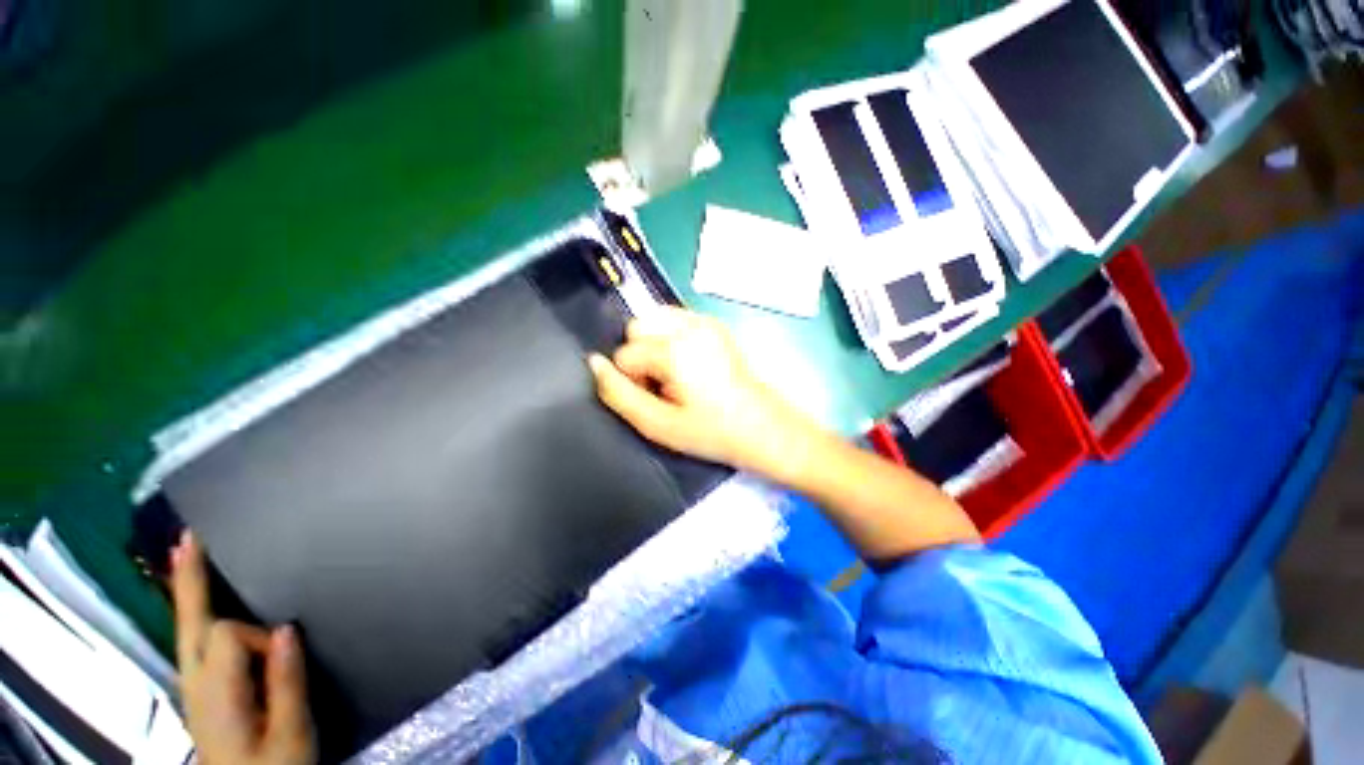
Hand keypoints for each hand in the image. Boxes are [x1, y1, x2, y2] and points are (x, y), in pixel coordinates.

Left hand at [171, 532, 315, 764]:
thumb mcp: (291, 732)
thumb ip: (286, 682)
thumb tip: (285, 630)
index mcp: (216, 693)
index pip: (227, 636)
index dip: (258, 636)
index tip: (287, 653)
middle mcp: (194, 684)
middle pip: (188, 623)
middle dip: (188, 580)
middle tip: (188, 538)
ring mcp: (192, 689)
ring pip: (185, 631)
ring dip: (188, 592)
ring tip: (186, 554)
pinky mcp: (199, 692)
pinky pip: (191, 644)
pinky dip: (192, 615)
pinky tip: (197, 603)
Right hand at [588, 307, 824, 478]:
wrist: (764, 428)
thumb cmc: (712, 432)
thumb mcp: (658, 425)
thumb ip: (618, 394)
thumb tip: (594, 363)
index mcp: (674, 349)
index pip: (624, 353)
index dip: (634, 380)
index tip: (658, 399)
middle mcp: (689, 325)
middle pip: (637, 327)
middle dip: (640, 356)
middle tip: (664, 386)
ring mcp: (705, 321)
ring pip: (654, 319)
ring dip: (654, 345)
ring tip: (676, 375)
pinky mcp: (716, 324)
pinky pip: (676, 319)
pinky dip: (670, 338)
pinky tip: (689, 364)